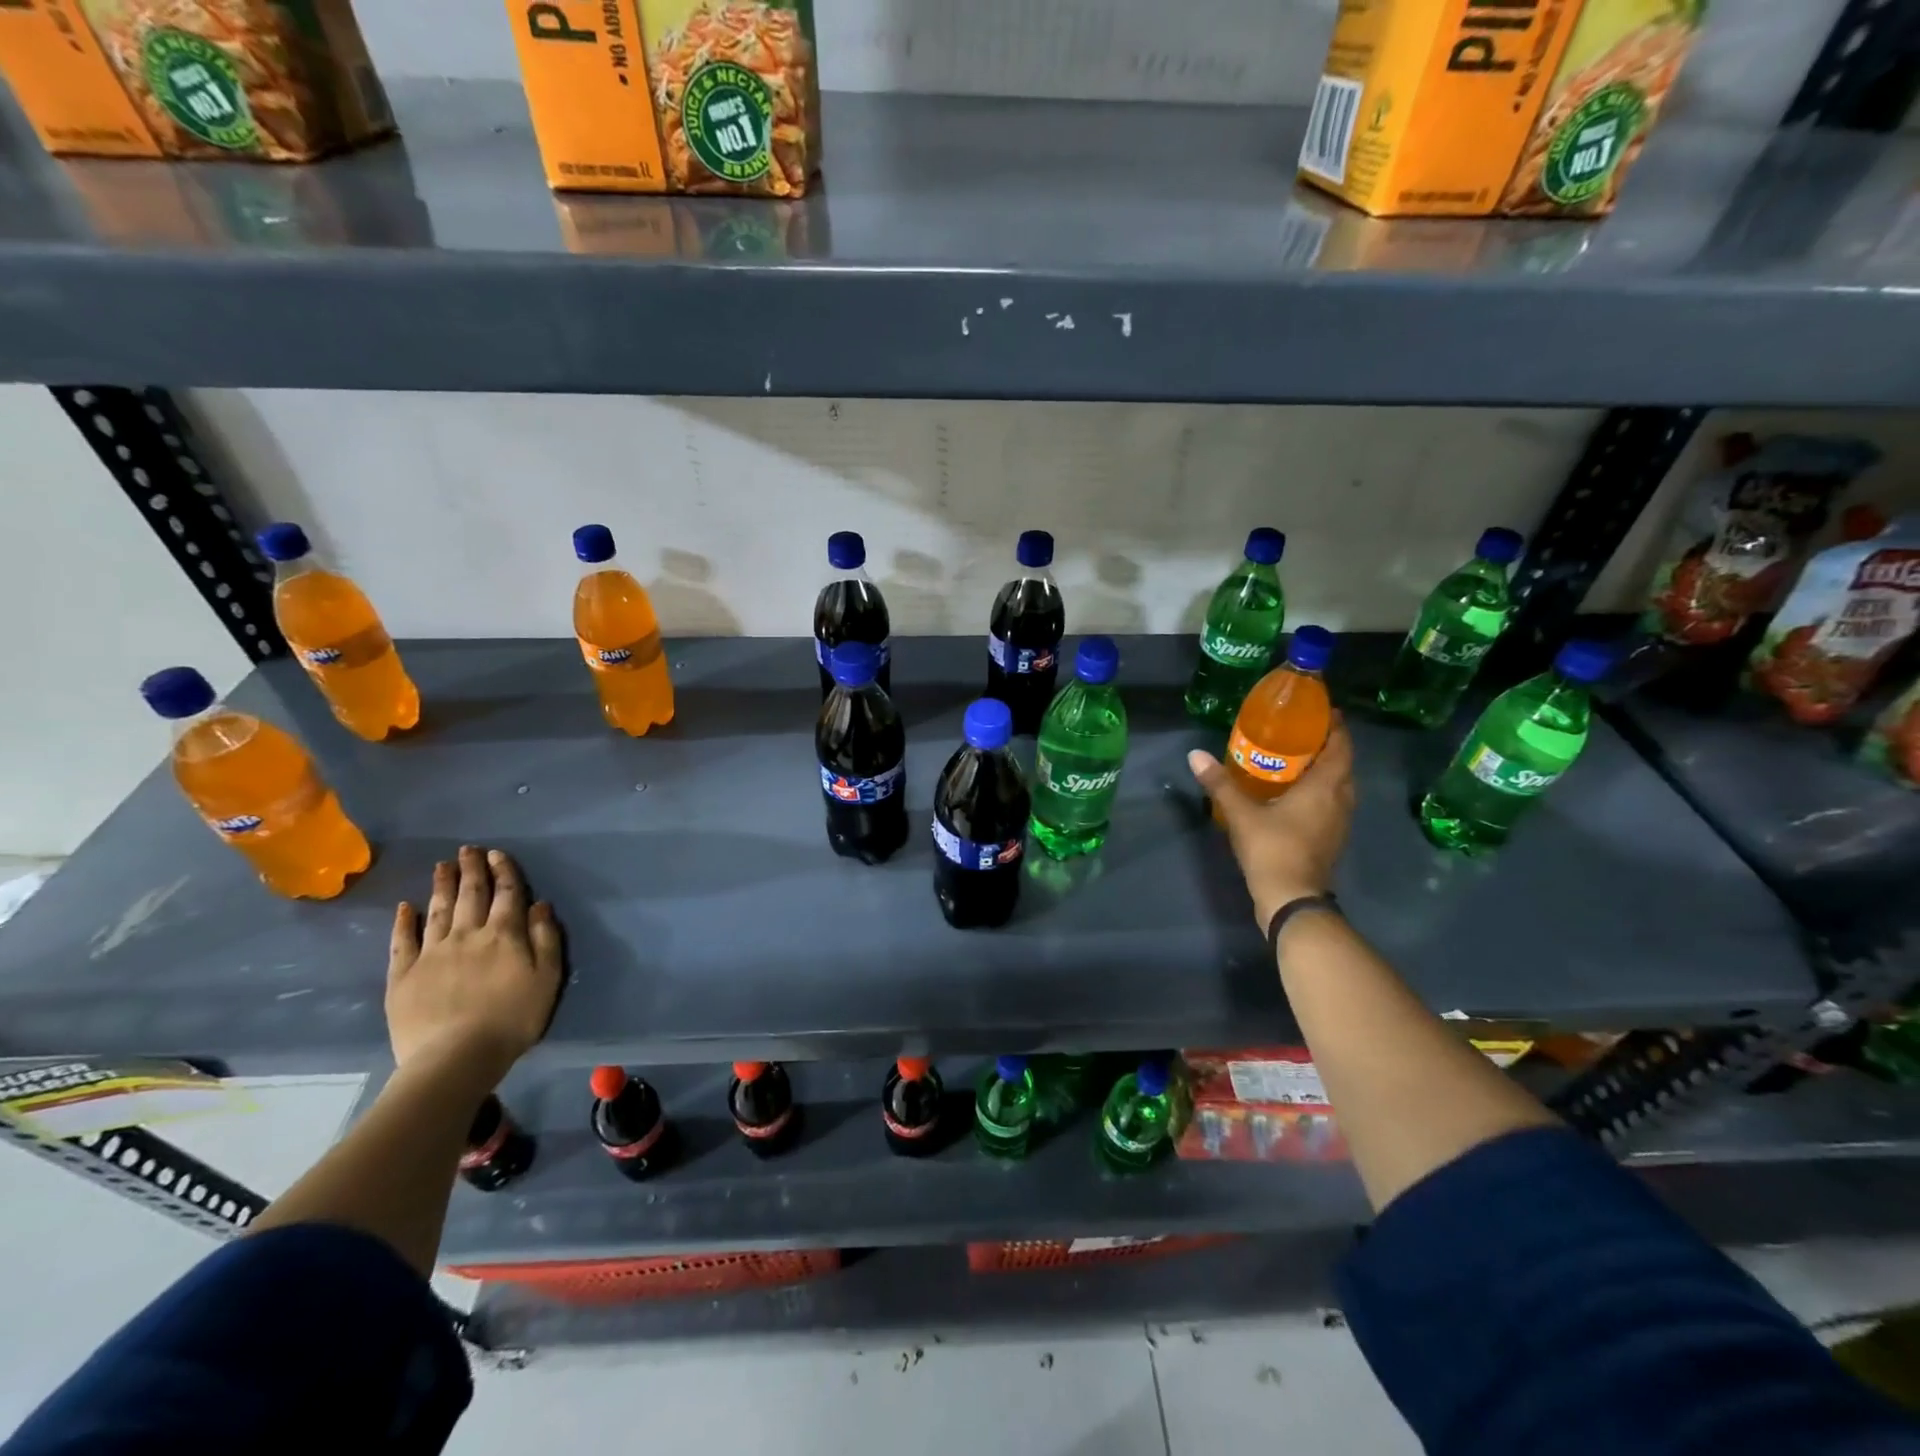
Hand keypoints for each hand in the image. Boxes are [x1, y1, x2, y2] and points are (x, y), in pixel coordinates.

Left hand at [386, 846, 562, 1081]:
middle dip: (471, 870)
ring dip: (441, 885)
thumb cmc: (512, 1018)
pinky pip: (403, 941)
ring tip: (442, 865)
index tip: (497, 854)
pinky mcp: (404, 975)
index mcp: (504, 935)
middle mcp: (467, 935)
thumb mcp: (547, 978)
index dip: (504, 871)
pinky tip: (406, 907)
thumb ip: (545, 938)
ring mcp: (432, 953)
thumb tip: (539, 905)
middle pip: (471, 895)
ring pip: (438, 910)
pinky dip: (404, 921)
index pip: (507, 894)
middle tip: (468, 849)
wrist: (455, 1057)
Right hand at [1189, 712, 1355, 929]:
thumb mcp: (1241, 813)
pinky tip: (1295, 794)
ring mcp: (1339, 822)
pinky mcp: (1332, 839)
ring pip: (1339, 786)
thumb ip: (1220, 783)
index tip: (1322, 711)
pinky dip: (1319, 792)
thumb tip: (1195, 754)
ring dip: (1324, 771)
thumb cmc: (1272, 848)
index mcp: (1326, 786)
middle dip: (1327, 747)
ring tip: (1296, 760)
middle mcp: (1340, 800)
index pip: (1341, 747)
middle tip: (1300, 734)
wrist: (1291, 898)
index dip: (1335, 727)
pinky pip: (1331, 804)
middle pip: (1342, 765)